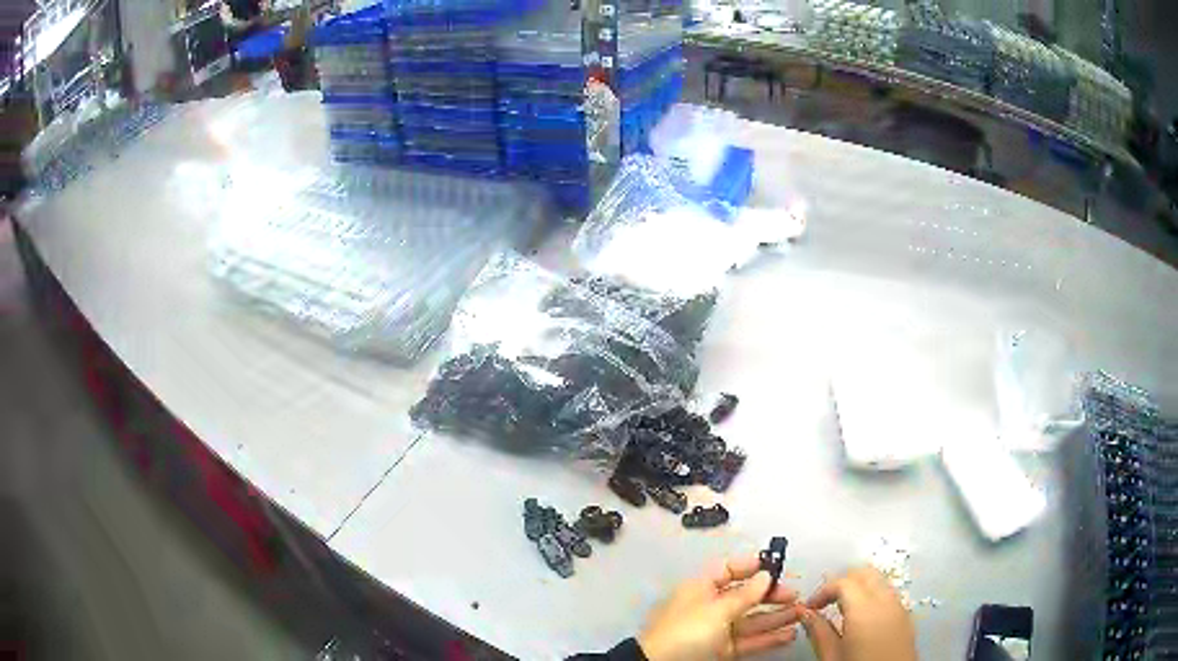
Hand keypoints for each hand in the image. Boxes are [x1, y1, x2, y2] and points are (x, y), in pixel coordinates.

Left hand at [638, 555, 800, 659]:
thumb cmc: (686, 632)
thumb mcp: (716, 610)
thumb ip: (744, 594)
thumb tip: (765, 575)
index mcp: (700, 588)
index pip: (728, 569)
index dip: (752, 566)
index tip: (777, 566)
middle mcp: (709, 607)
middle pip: (745, 595)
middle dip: (771, 594)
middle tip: (796, 594)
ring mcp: (716, 630)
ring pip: (751, 619)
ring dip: (776, 616)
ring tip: (802, 612)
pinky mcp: (722, 650)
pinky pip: (749, 640)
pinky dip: (769, 637)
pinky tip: (789, 634)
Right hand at [798, 567, 916, 660]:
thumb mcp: (831, 656)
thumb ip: (819, 632)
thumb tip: (806, 614)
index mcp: (864, 609)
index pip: (843, 582)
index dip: (823, 590)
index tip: (810, 607)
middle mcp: (885, 601)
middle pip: (865, 573)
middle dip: (843, 582)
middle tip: (825, 602)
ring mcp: (899, 607)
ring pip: (879, 581)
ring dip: (859, 588)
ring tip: (841, 609)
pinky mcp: (906, 616)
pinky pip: (889, 594)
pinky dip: (873, 596)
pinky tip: (861, 618)